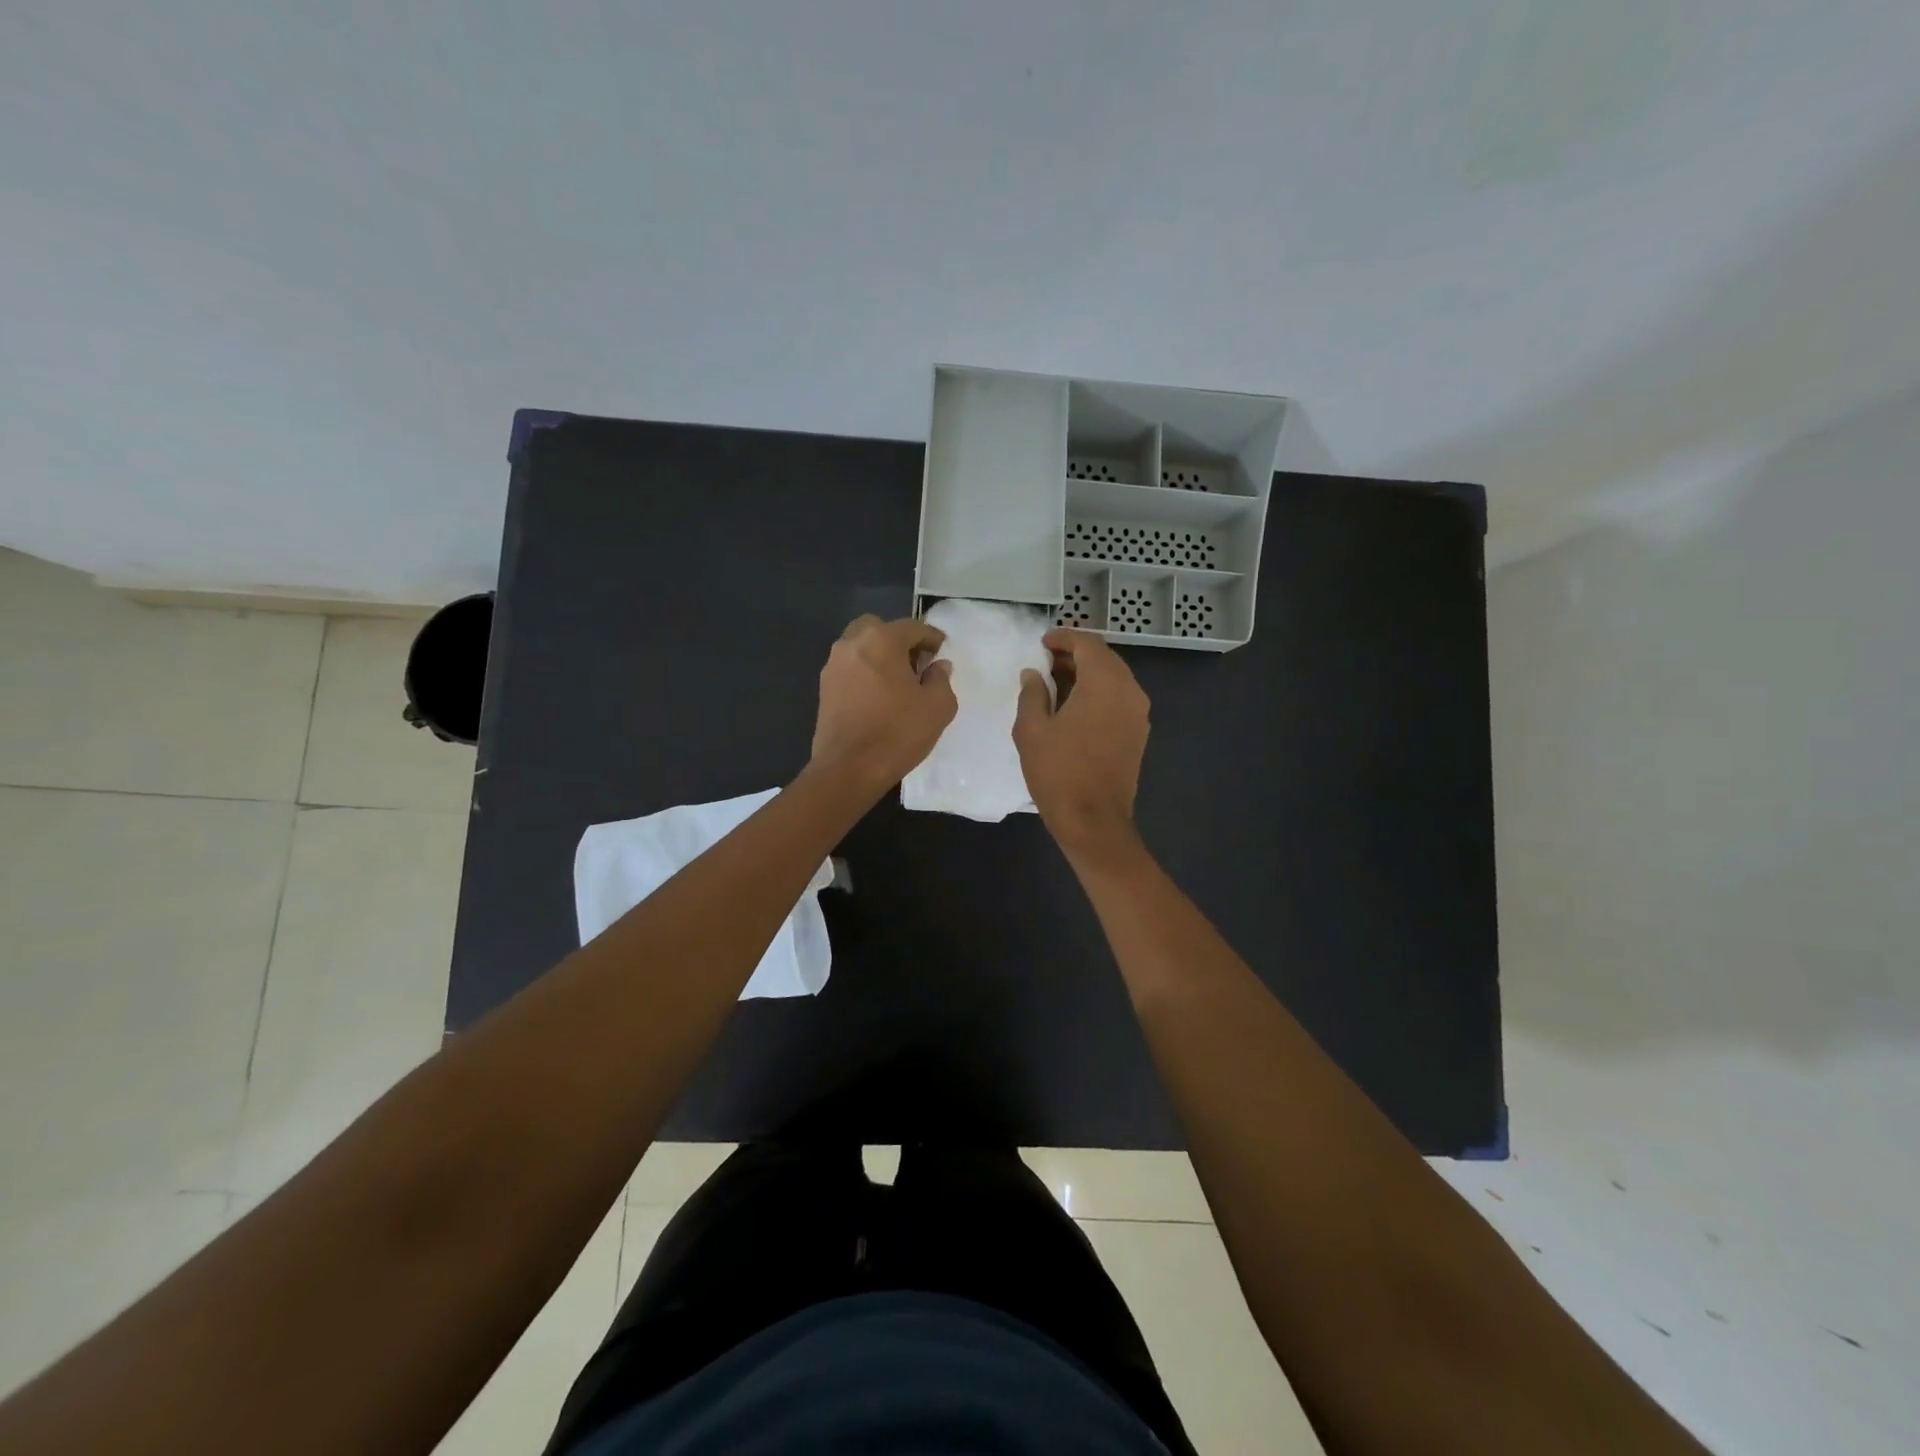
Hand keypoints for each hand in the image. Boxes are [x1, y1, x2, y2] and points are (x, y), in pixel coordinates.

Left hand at [809, 615, 956, 794]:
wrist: (848, 769)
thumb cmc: (897, 733)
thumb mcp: (937, 707)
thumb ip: (941, 679)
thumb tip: (938, 666)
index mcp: (882, 640)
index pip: (912, 627)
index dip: (932, 637)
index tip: (943, 651)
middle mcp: (852, 644)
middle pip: (878, 628)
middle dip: (899, 640)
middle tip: (916, 663)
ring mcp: (833, 666)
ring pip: (860, 646)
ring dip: (879, 655)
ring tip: (898, 681)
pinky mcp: (824, 688)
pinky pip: (849, 668)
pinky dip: (865, 672)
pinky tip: (878, 696)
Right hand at [1014, 628, 1150, 856]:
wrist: (1093, 821)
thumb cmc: (1058, 772)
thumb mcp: (1032, 729)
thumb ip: (1032, 693)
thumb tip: (1033, 674)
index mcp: (1105, 683)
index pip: (1088, 643)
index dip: (1063, 638)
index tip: (1041, 643)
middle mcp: (1129, 691)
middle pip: (1105, 658)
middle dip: (1075, 654)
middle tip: (1045, 662)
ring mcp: (1138, 714)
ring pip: (1113, 678)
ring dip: (1087, 674)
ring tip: (1055, 683)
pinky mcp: (1138, 733)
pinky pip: (1118, 698)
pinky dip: (1097, 693)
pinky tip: (1073, 706)